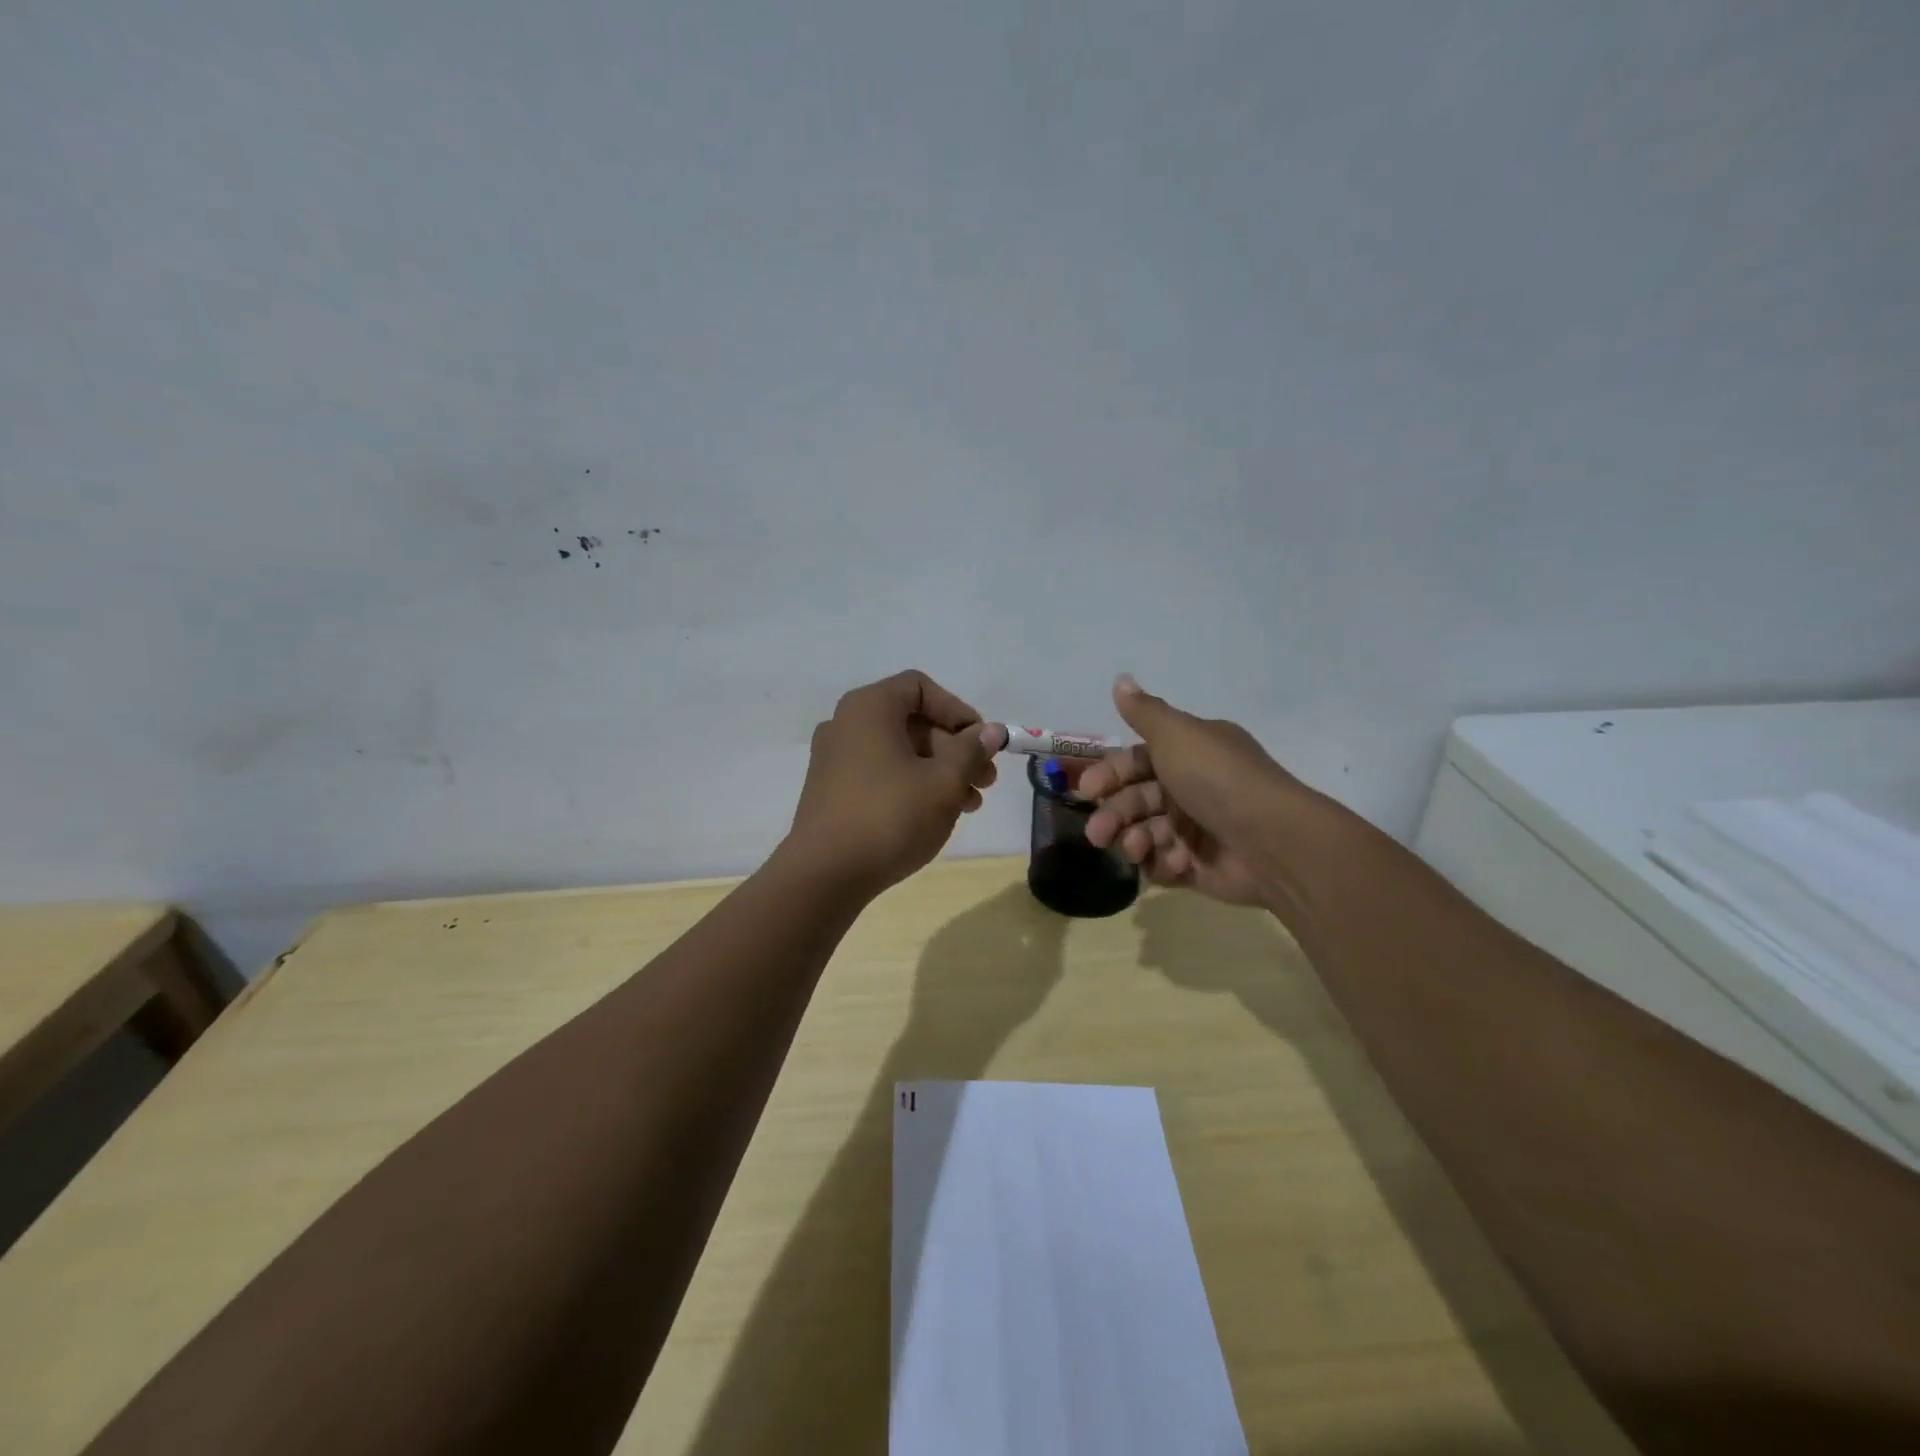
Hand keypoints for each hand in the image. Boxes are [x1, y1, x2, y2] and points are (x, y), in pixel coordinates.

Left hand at [787, 670, 1006, 895]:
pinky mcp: (832, 791)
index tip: (981, 742)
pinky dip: (912, 785)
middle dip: (955, 748)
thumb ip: (971, 751)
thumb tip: (992, 731)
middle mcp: (847, 725)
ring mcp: (835, 759)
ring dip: (940, 771)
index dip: (957, 710)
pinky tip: (937, 815)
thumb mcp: (943, 782)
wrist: (824, 876)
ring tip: (970, 804)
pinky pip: (881, 774)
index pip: (920, 687)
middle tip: (985, 780)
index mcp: (869, 708)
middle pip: (912, 721)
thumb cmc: (890, 817)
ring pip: (899, 752)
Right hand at [1080, 675, 1307, 907]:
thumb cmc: (1218, 780)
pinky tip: (1175, 863)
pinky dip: (1162, 863)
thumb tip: (1120, 678)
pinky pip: (1164, 864)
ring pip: (1145, 833)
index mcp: (1190, 753)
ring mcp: (1197, 829)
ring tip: (1136, 849)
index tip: (1087, 789)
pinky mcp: (1200, 866)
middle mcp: (1192, 787)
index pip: (1137, 760)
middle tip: (1098, 833)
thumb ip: (1144, 712)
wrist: (1273, 841)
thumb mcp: (1177, 735)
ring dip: (1133, 840)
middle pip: (1136, 799)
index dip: (1110, 773)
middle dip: (1114, 814)